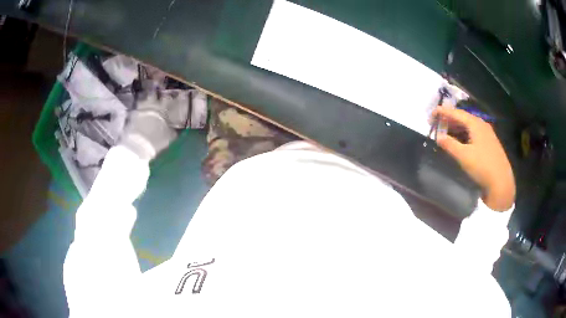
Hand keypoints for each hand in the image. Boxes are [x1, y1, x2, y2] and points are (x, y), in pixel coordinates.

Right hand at [432, 107, 515, 210]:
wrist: (501, 182)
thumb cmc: (482, 166)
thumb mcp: (463, 156)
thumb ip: (450, 145)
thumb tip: (438, 137)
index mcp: (475, 124)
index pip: (456, 113)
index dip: (443, 112)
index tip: (431, 114)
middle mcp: (482, 125)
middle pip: (463, 118)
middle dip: (449, 120)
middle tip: (437, 124)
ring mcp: (487, 134)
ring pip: (469, 126)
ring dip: (456, 128)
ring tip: (446, 132)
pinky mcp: (490, 143)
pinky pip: (474, 133)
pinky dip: (464, 134)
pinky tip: (461, 141)